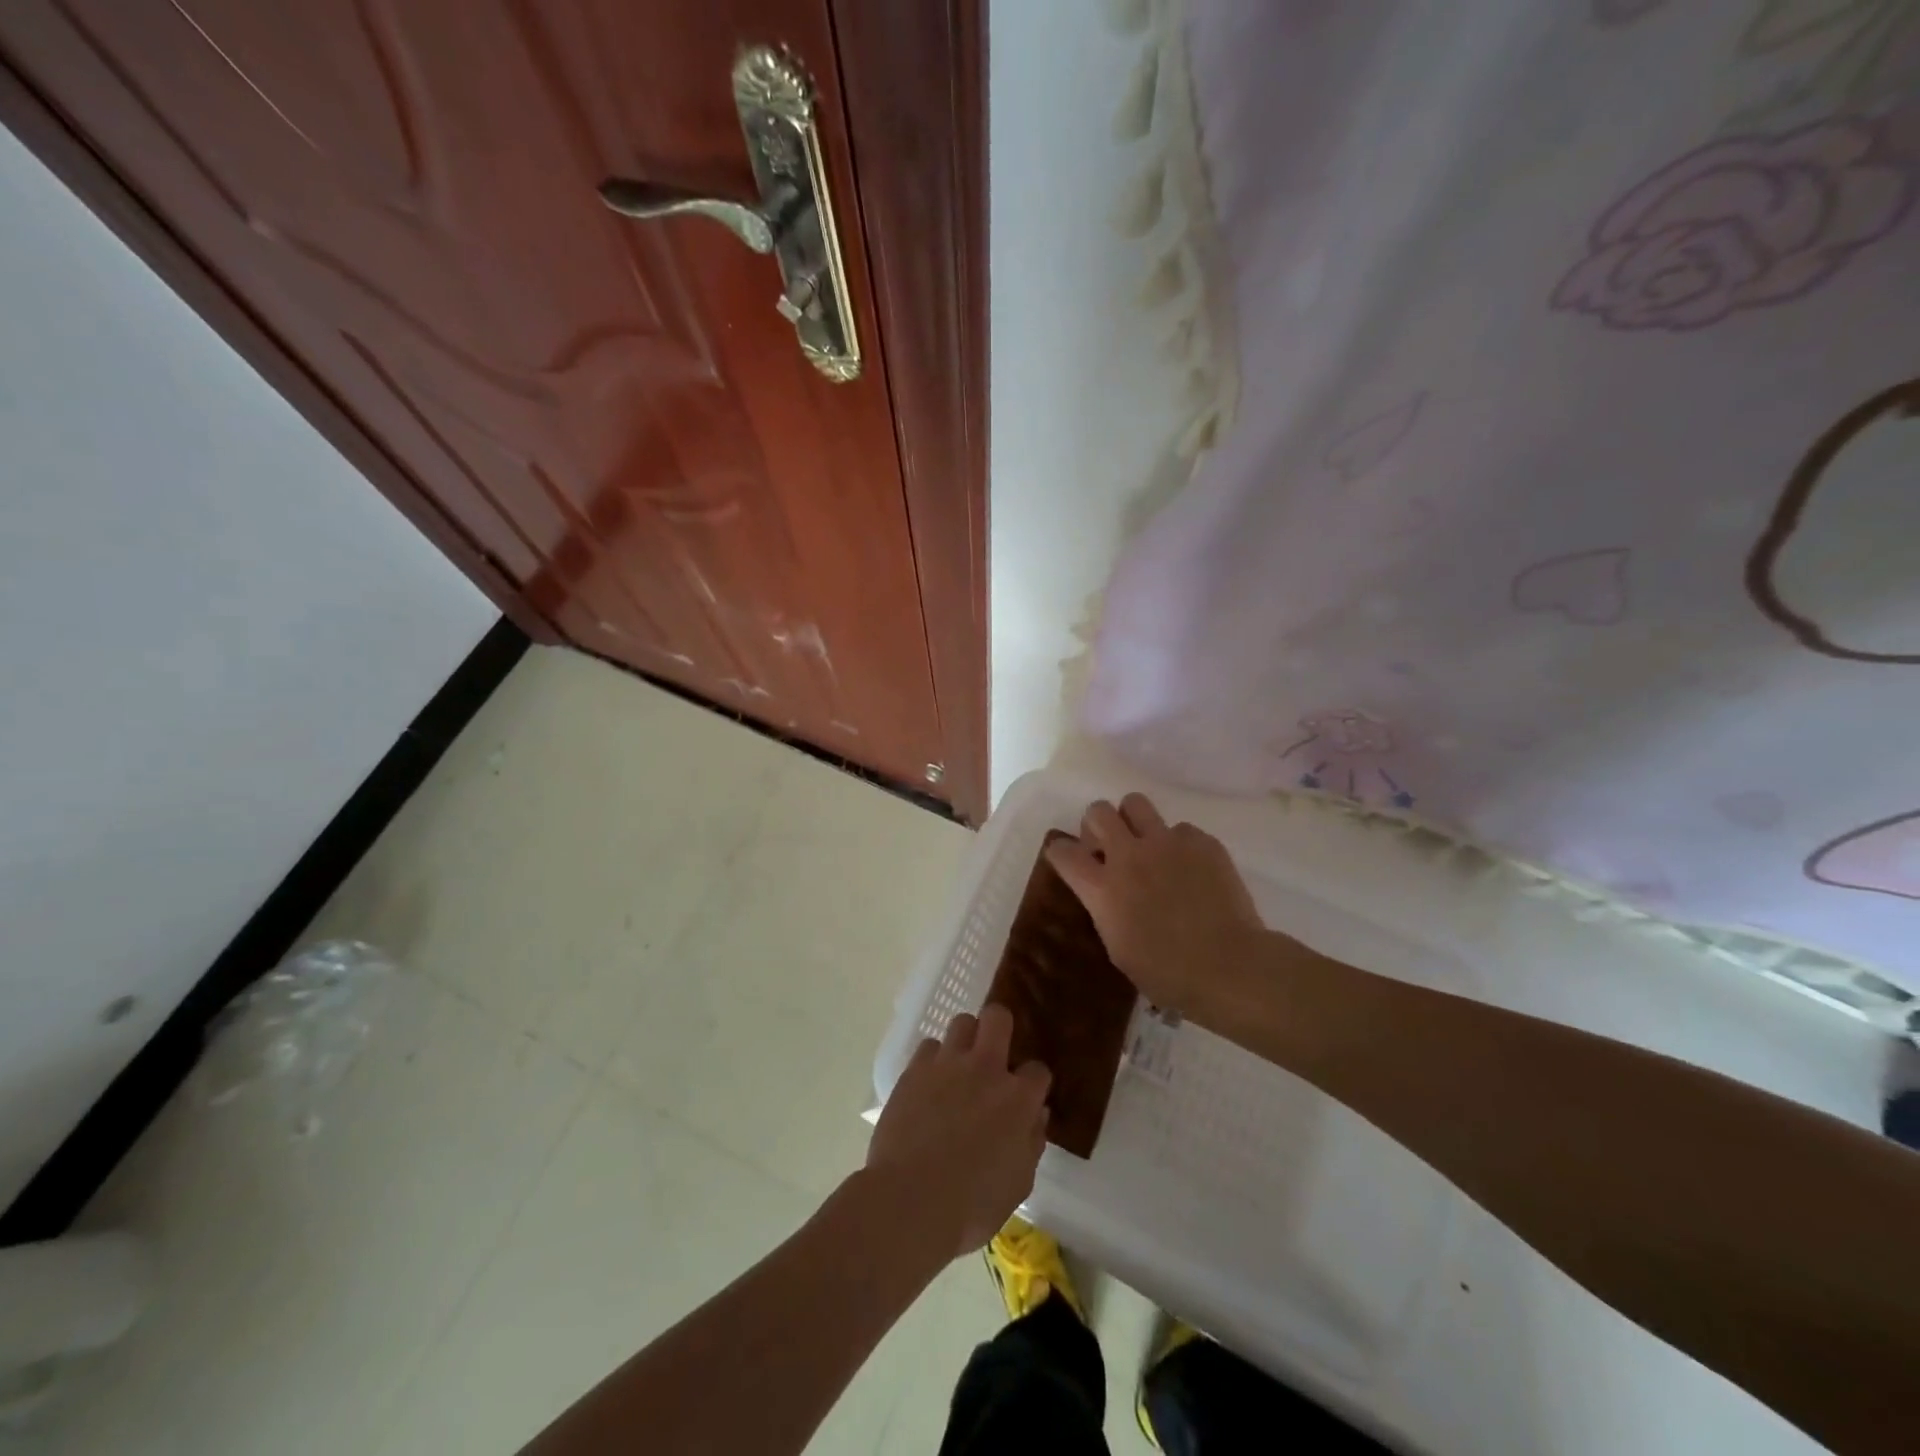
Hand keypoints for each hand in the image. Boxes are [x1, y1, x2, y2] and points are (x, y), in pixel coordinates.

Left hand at [866, 1004, 1050, 1260]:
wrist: (909, 1201)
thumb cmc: (971, 1205)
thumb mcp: (1018, 1185)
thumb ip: (1031, 1144)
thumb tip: (1036, 1116)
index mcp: (1017, 1099)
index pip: (1038, 1070)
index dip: (1034, 1083)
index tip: (1027, 1097)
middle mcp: (985, 1069)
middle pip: (998, 1017)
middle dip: (1000, 1027)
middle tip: (994, 1053)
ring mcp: (948, 1064)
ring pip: (962, 1022)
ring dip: (966, 1040)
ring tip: (960, 1065)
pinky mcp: (915, 1069)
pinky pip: (929, 1046)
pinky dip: (933, 1060)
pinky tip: (930, 1083)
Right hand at [1046, 794, 1265, 1015]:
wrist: (1230, 967)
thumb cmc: (1169, 974)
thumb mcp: (1119, 948)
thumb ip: (1107, 910)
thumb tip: (1110, 896)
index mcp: (1102, 888)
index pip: (1063, 852)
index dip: (1060, 852)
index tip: (1067, 858)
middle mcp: (1128, 855)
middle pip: (1098, 812)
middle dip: (1098, 825)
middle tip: (1110, 846)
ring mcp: (1166, 843)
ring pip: (1135, 803)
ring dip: (1134, 821)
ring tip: (1148, 846)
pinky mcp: (1202, 841)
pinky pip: (1181, 829)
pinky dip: (1180, 845)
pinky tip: (1192, 871)